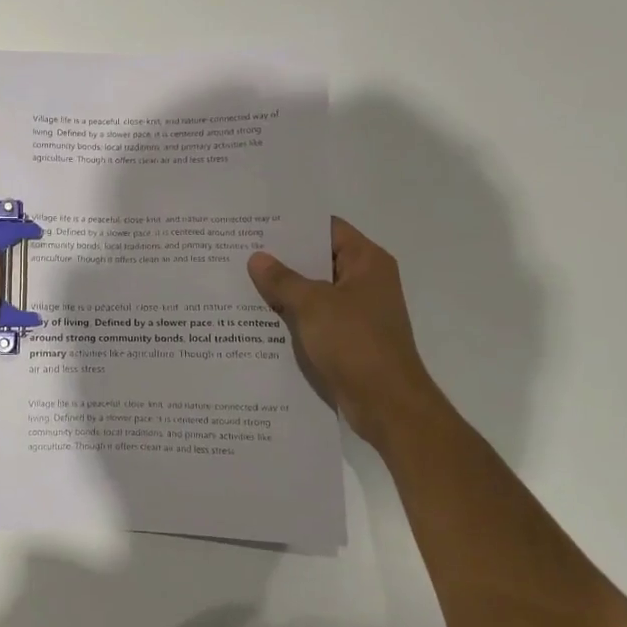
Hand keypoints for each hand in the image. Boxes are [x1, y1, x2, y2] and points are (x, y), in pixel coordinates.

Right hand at [247, 217, 436, 441]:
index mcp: (367, 262)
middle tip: (240, 250)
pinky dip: (291, 314)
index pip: (327, 228)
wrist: (386, 404)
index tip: (258, 223)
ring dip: (283, 288)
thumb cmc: (355, 343)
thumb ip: (282, 279)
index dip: (294, 225)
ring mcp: (356, 311)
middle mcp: (365, 281)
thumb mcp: (312, 305)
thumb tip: (257, 258)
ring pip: (313, 290)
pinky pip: (313, 317)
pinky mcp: (347, 338)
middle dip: (282, 257)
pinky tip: (257, 315)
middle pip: (318, 258)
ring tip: (241, 279)